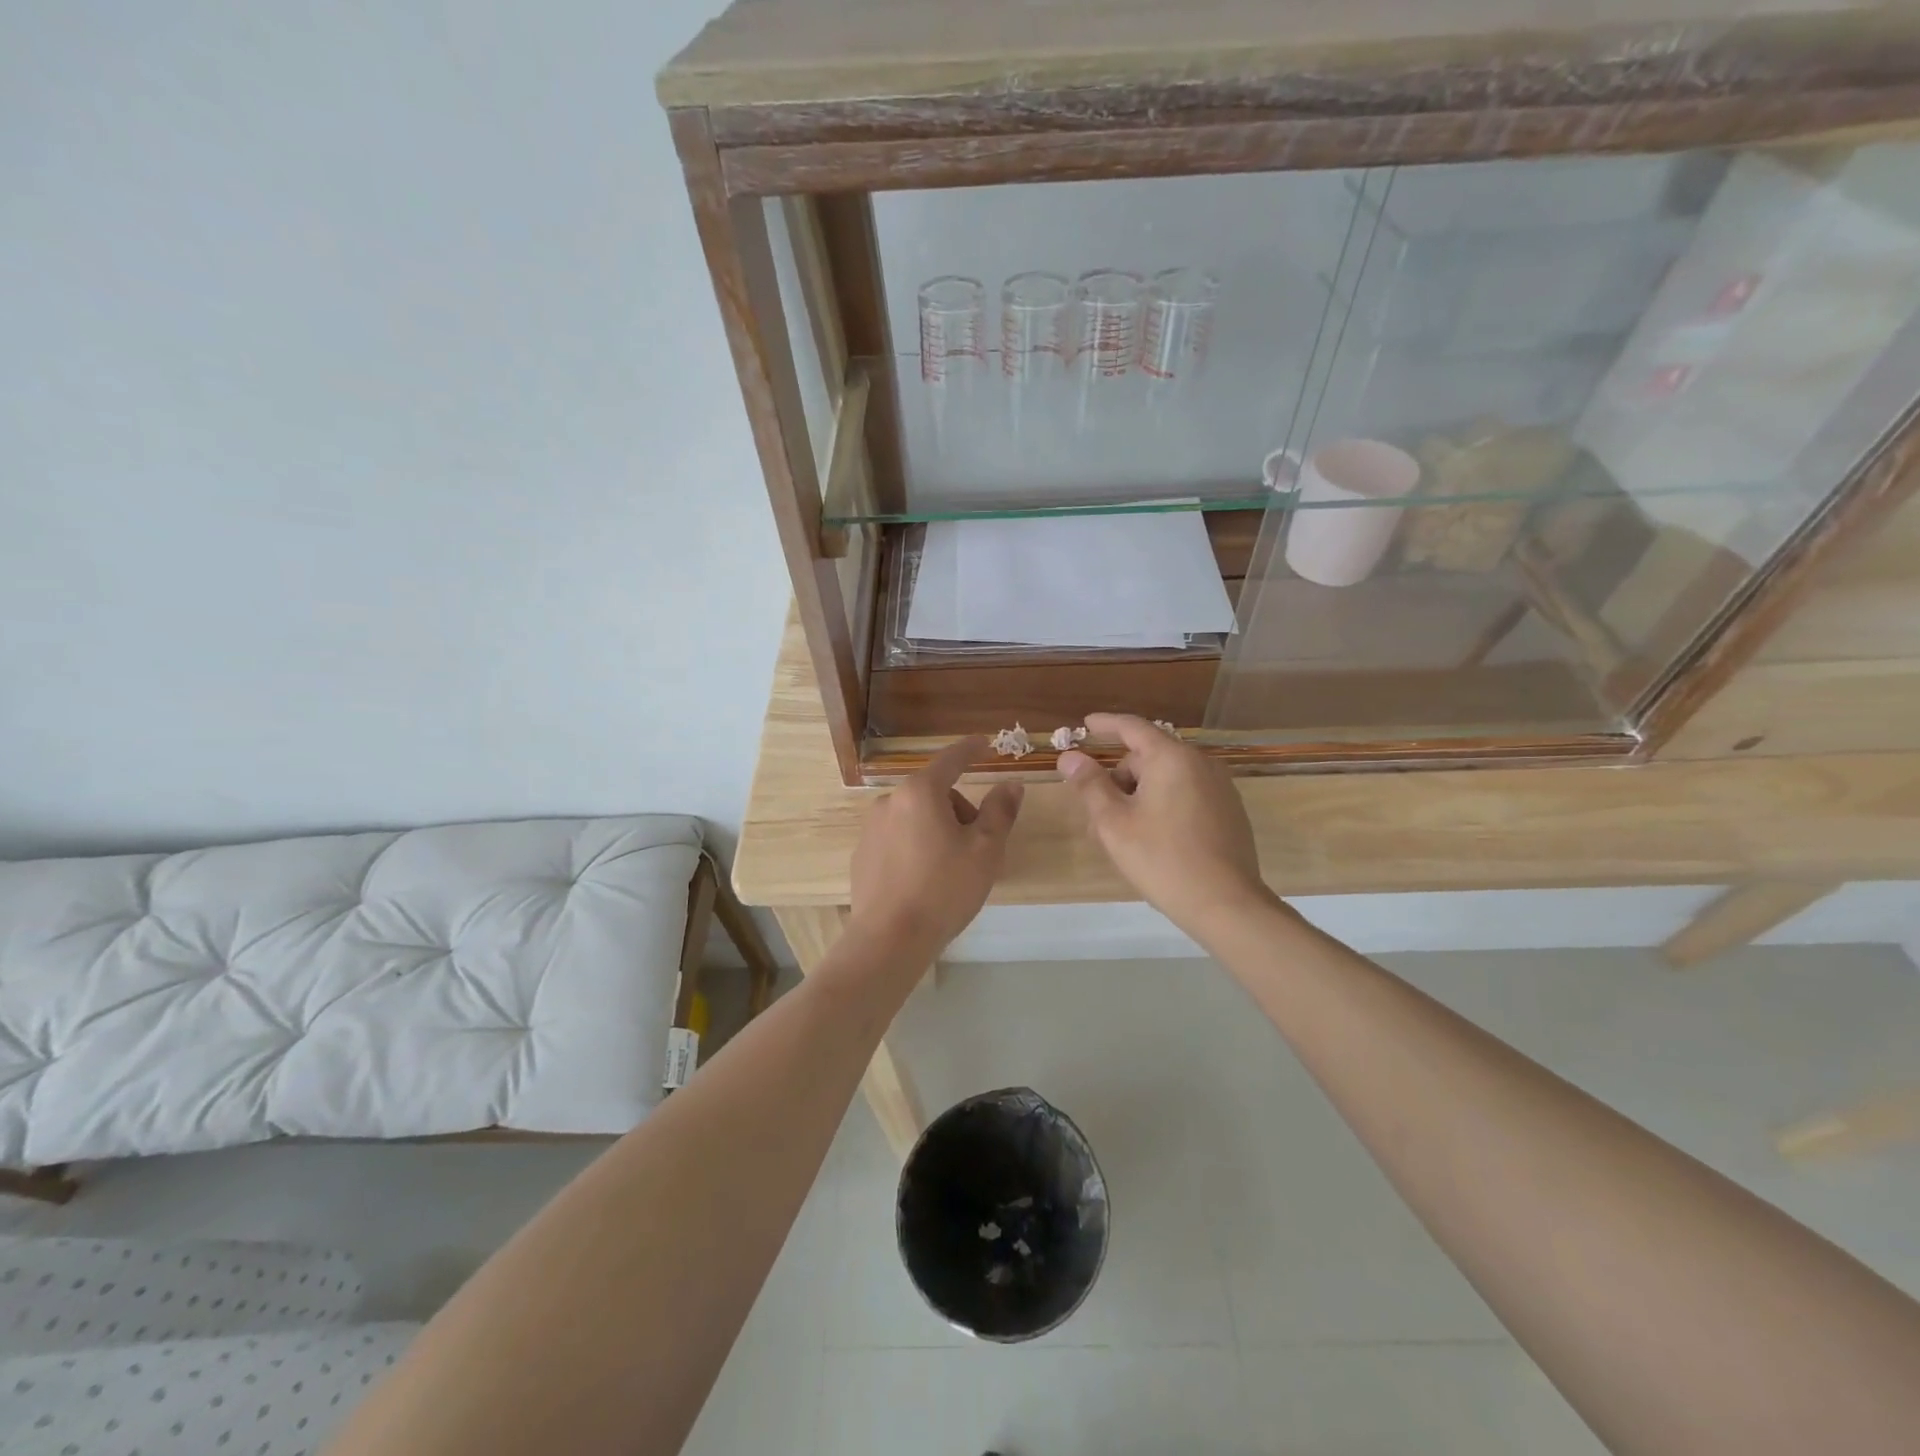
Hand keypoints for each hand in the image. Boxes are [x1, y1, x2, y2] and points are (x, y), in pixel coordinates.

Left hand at [849, 737, 1023, 958]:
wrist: (889, 939)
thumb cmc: (943, 889)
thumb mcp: (985, 850)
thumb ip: (1000, 811)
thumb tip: (1011, 784)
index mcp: (921, 793)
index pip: (951, 759)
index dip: (971, 749)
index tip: (985, 743)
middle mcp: (890, 802)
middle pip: (935, 794)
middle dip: (960, 811)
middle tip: (978, 848)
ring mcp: (871, 829)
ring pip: (916, 817)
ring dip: (938, 830)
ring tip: (952, 870)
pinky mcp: (862, 855)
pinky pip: (898, 839)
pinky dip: (916, 847)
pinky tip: (925, 882)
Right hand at [1057, 714, 1271, 938]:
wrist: (1225, 904)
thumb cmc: (1162, 859)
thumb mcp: (1114, 823)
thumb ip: (1090, 785)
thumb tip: (1070, 757)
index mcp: (1172, 758)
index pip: (1132, 727)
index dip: (1105, 724)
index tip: (1085, 725)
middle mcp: (1200, 763)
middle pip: (1148, 757)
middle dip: (1119, 779)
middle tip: (1096, 816)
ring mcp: (1219, 787)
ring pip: (1166, 779)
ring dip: (1138, 796)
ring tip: (1121, 835)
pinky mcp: (1229, 811)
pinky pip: (1186, 795)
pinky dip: (1163, 805)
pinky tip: (1153, 840)